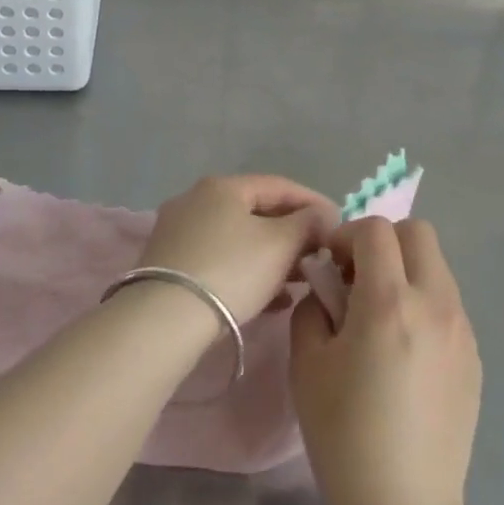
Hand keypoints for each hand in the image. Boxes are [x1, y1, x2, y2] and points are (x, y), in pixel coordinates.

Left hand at [138, 175, 338, 325]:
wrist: (165, 319)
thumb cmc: (231, 270)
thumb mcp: (280, 244)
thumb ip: (308, 224)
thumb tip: (321, 215)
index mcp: (223, 186)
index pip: (279, 185)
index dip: (313, 202)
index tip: (338, 223)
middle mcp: (196, 199)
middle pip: (256, 211)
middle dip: (292, 233)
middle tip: (318, 255)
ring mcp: (179, 231)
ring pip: (238, 238)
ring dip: (271, 256)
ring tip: (298, 281)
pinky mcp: (169, 264)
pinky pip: (219, 259)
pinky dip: (247, 271)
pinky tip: (269, 298)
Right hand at [290, 218, 482, 504]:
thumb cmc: (344, 435)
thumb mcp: (307, 364)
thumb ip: (314, 307)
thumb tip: (328, 287)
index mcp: (389, 302)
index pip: (375, 229)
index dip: (347, 235)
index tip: (331, 264)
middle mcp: (434, 304)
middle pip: (417, 233)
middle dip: (383, 241)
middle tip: (359, 279)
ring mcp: (461, 330)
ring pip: (436, 267)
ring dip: (406, 271)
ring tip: (382, 317)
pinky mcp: (474, 357)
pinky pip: (448, 304)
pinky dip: (424, 303)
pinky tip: (405, 352)